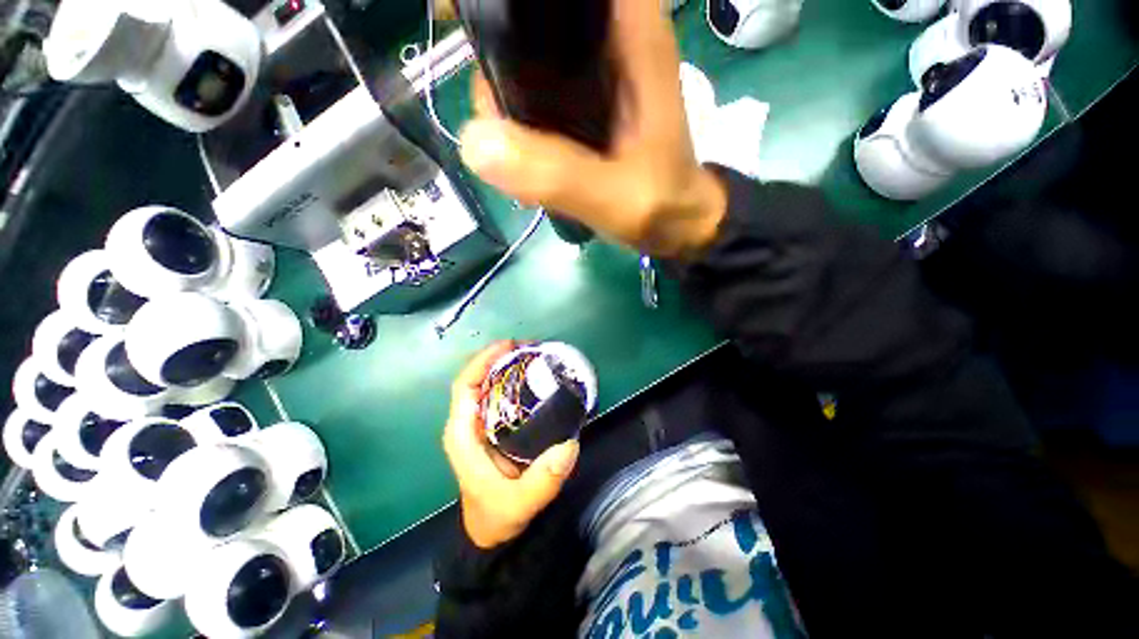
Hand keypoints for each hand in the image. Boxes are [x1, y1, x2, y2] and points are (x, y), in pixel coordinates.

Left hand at [443, 341, 580, 548]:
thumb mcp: (520, 503)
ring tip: (538, 356)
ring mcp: (481, 423)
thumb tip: (570, 445)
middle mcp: (468, 422)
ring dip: (509, 365)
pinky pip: (502, 394)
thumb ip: (543, 480)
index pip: (465, 386)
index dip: (483, 360)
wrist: (493, 531)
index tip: (510, 346)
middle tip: (533, 348)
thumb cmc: (498, 515)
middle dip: (501, 357)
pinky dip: (517, 380)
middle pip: (478, 377)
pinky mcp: (494, 426)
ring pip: (490, 383)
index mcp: (462, 434)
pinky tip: (538, 377)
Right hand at [458, 0, 727, 259]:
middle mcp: (608, 40)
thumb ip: (558, 174)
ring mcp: (592, 74)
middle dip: (497, 55)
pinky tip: (522, 158)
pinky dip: (518, 120)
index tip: (467, 21)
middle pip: (532, 19)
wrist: (677, 225)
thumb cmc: (661, 207)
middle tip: (495, 121)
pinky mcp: (583, 104)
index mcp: (630, 33)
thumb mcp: (615, 197)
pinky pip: (535, 94)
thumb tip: (474, 143)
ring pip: (527, 58)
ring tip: (513, 156)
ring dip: (504, 98)